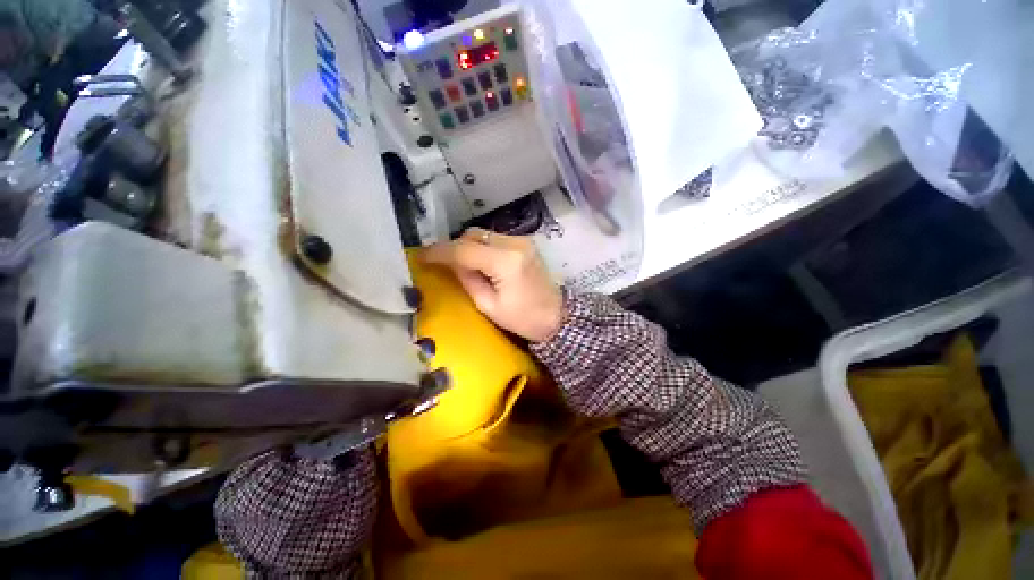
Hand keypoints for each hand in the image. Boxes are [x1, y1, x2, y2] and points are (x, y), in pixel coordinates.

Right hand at [422, 228, 563, 342]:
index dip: (439, 252)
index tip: (420, 256)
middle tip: (445, 264)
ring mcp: (522, 240)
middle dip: (455, 247)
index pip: (464, 250)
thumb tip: (450, 262)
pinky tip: (482, 262)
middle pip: (473, 235)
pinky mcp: (525, 242)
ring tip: (464, 265)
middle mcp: (515, 243)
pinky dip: (482, 247)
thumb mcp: (489, 305)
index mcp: (506, 262)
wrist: (557, 316)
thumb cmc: (524, 319)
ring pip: (483, 234)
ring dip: (468, 246)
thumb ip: (467, 279)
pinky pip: (494, 238)